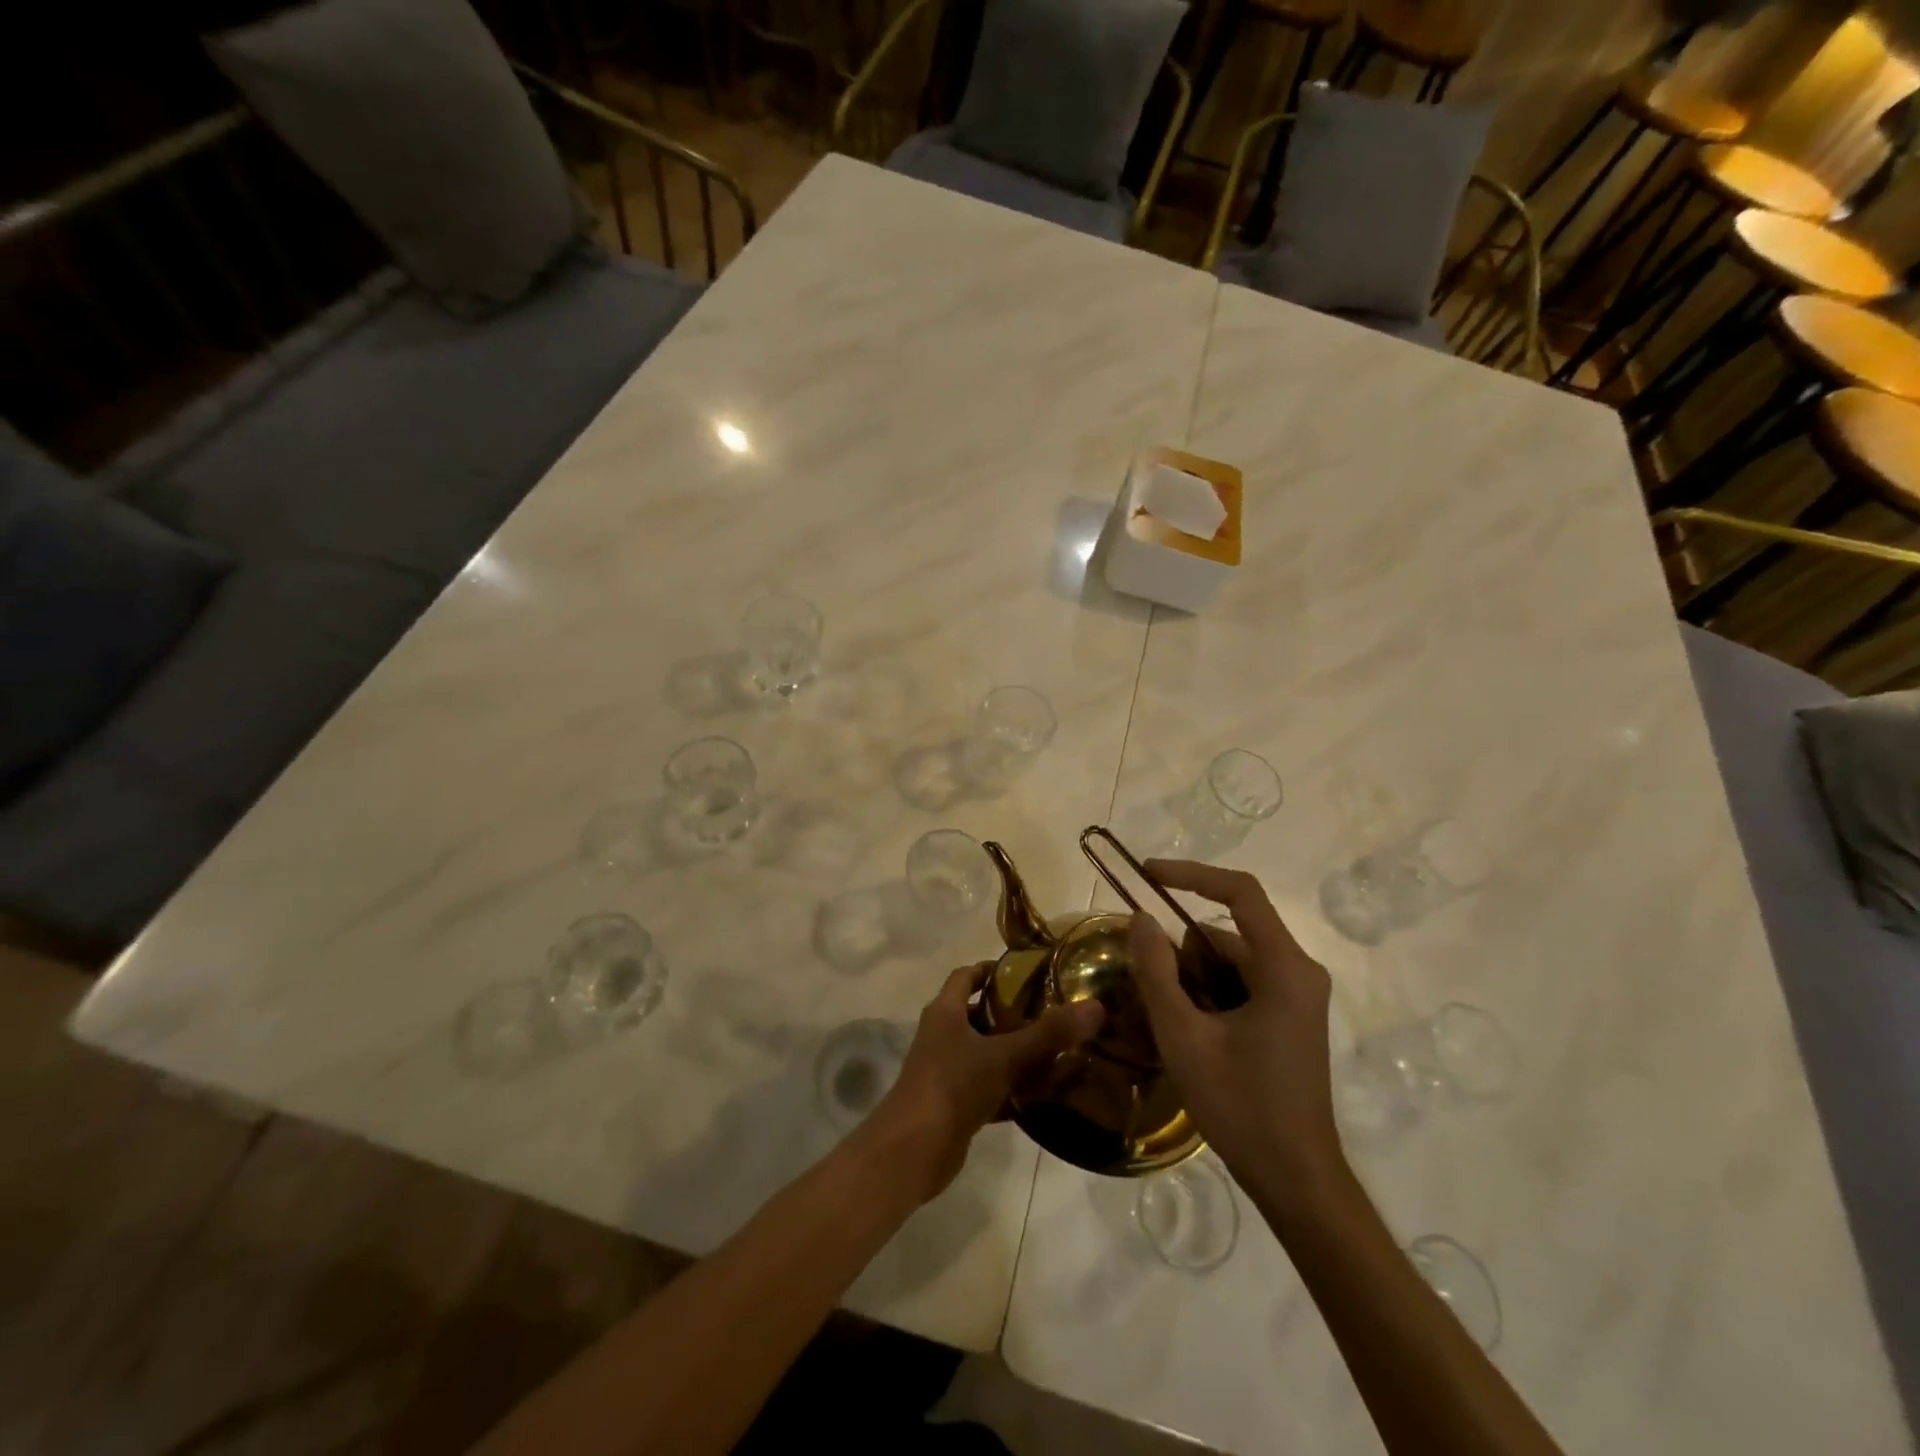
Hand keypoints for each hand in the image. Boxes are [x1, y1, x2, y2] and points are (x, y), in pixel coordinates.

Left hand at [860, 962, 1102, 1203]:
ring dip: (1013, 1053)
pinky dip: (1010, 1090)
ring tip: (1055, 1052)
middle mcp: (941, 1035)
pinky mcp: (953, 1105)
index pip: (966, 976)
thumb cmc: (952, 1086)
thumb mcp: (1003, 1056)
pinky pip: (987, 1088)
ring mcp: (945, 1071)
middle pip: (977, 1014)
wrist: (912, 1151)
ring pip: (984, 1053)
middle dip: (1011, 1013)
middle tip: (1052, 1013)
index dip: (992, 970)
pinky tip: (1041, 1097)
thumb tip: (1095, 1007)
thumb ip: (1048, 1034)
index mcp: (945, 1012)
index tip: (1027, 973)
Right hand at [1129, 860, 1343, 1208]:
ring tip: (1159, 1012)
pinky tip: (1184, 1027)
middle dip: (1181, 948)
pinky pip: (1241, 984)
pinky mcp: (1290, 1017)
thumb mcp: (1184, 1036)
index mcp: (1284, 968)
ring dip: (1191, 975)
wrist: (1296, 1181)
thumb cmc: (1241, 1106)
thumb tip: (1140, 919)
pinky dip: (1208, 993)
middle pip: (1228, 933)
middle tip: (1139, 974)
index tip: (1147, 876)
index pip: (1240, 892)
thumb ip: (1157, 972)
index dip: (1191, 874)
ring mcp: (1298, 996)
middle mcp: (1298, 972)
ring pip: (1231, 961)